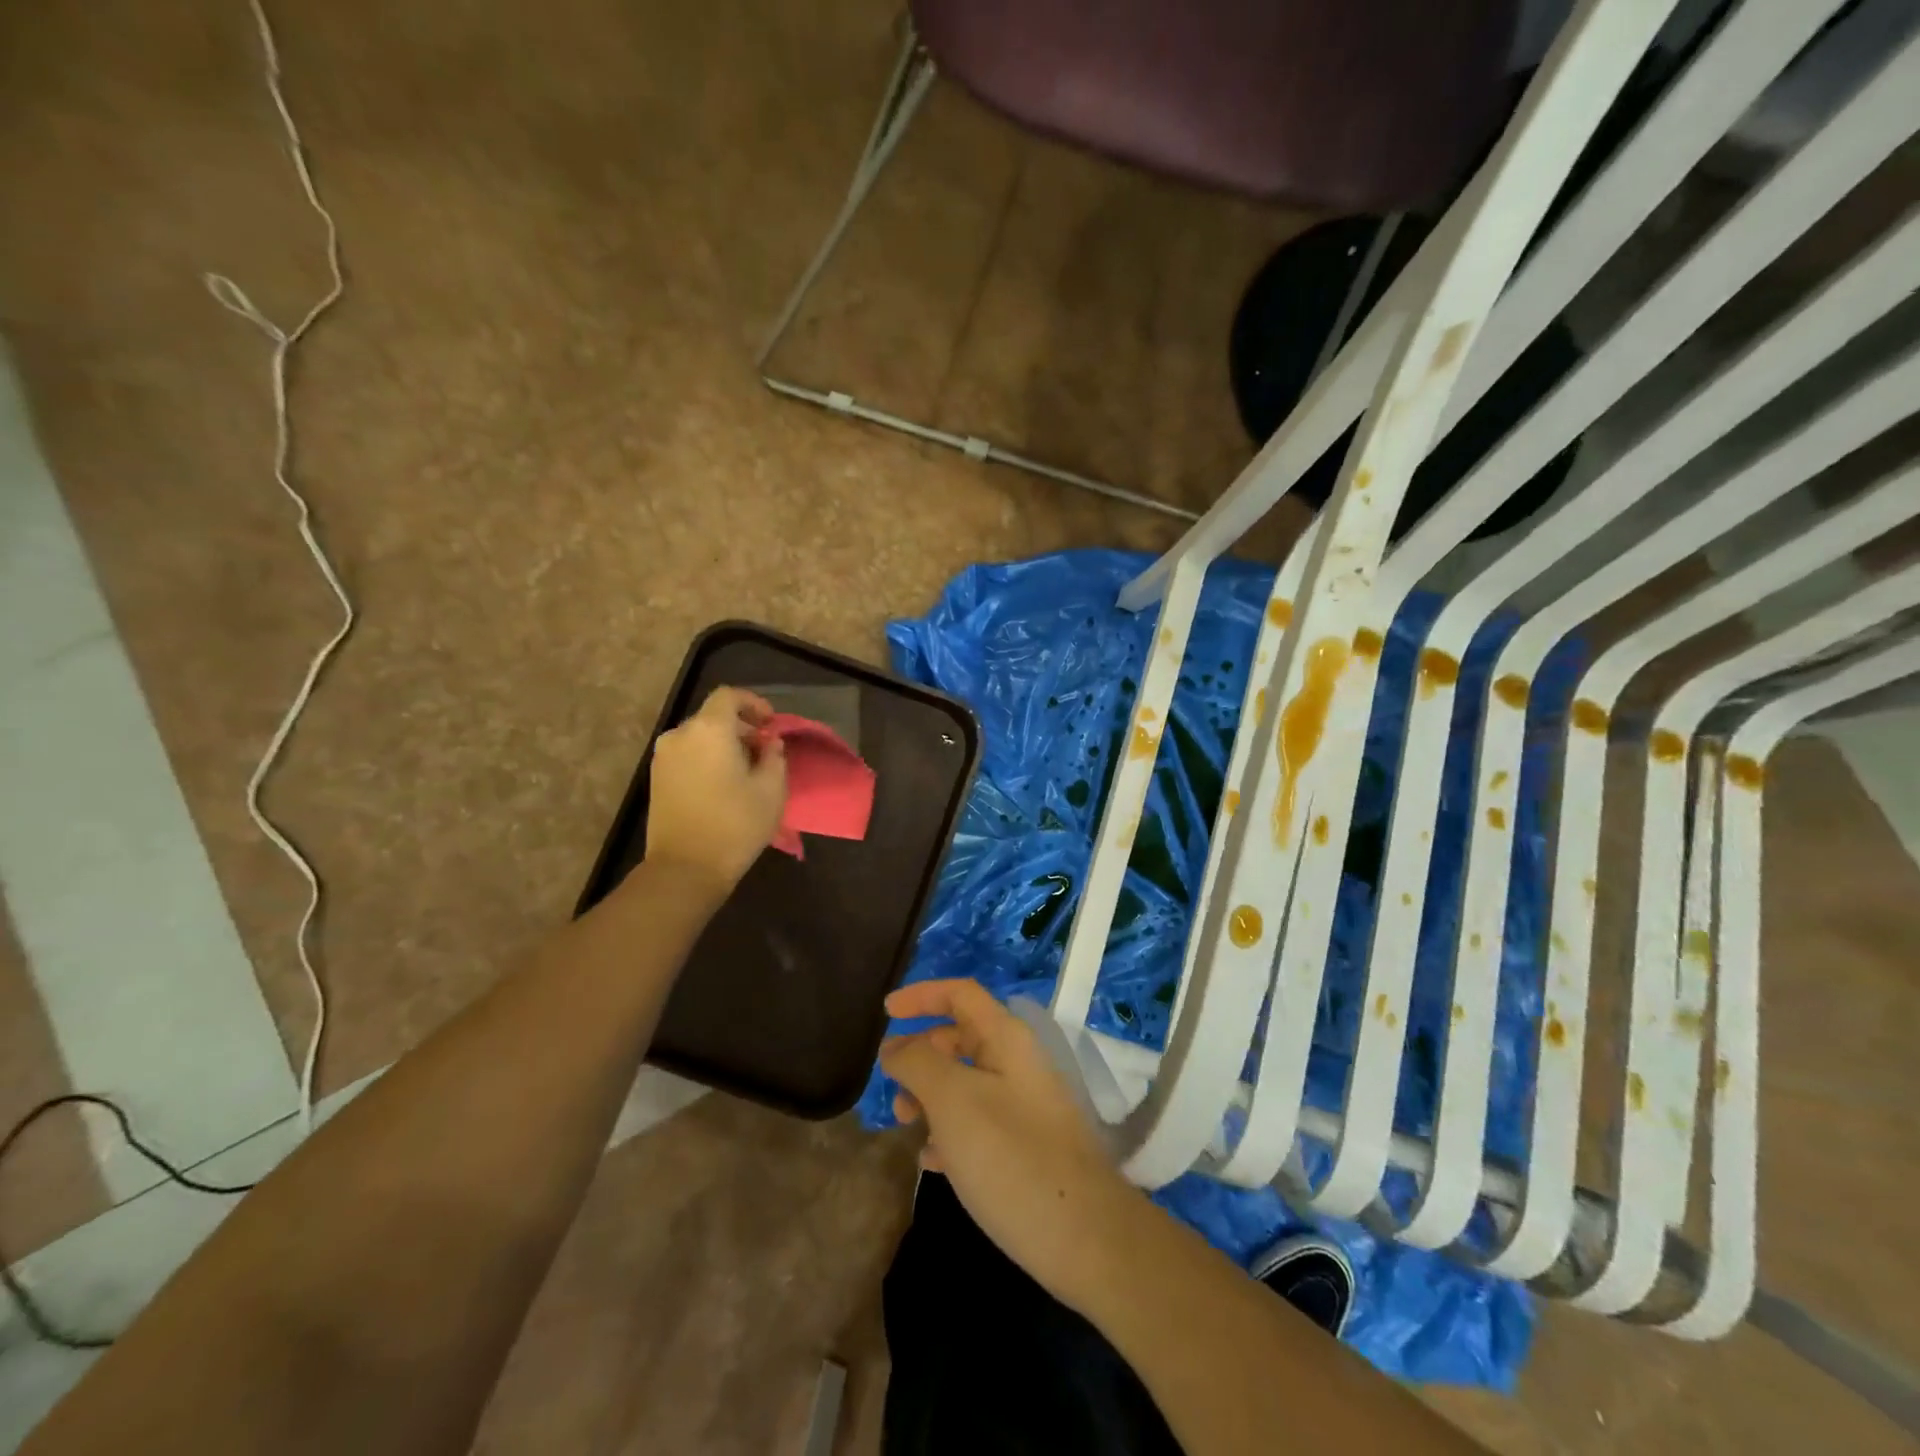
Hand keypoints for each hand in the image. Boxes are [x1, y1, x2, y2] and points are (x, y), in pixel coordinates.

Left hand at [645, 686, 787, 891]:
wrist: (685, 868)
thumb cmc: (735, 824)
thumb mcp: (771, 790)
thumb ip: (774, 757)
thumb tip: (769, 743)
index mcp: (710, 730)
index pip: (729, 696)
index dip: (753, 703)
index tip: (771, 724)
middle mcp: (680, 734)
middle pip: (713, 716)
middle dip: (741, 727)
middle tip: (764, 751)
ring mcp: (663, 757)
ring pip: (699, 736)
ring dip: (723, 744)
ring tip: (745, 770)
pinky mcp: (656, 778)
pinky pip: (687, 754)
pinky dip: (706, 758)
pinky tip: (723, 784)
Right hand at [881, 978, 1139, 1312]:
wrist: (1083, 1237)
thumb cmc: (1010, 1156)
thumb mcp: (953, 1100)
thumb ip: (918, 1063)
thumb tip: (895, 1046)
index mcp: (1006, 1038)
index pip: (960, 994)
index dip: (921, 995)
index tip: (885, 1013)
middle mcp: (1017, 1063)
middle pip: (960, 1037)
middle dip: (921, 1055)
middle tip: (892, 1085)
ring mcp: (1024, 1105)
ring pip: (964, 1082)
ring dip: (930, 1096)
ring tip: (906, 1125)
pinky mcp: (1025, 1146)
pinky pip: (977, 1122)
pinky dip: (949, 1131)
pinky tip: (932, 1161)